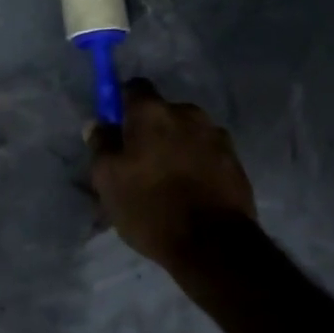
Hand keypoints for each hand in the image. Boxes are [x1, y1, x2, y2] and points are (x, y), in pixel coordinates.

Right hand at [90, 80, 255, 269]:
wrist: (214, 245)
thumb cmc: (151, 207)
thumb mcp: (108, 180)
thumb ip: (101, 145)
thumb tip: (97, 124)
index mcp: (153, 112)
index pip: (134, 87)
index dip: (123, 104)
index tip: (117, 129)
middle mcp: (187, 112)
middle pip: (162, 112)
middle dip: (152, 130)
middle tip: (141, 163)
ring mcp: (216, 135)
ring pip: (187, 133)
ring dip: (177, 147)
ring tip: (169, 182)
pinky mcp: (235, 159)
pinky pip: (207, 153)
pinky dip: (198, 164)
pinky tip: (192, 192)